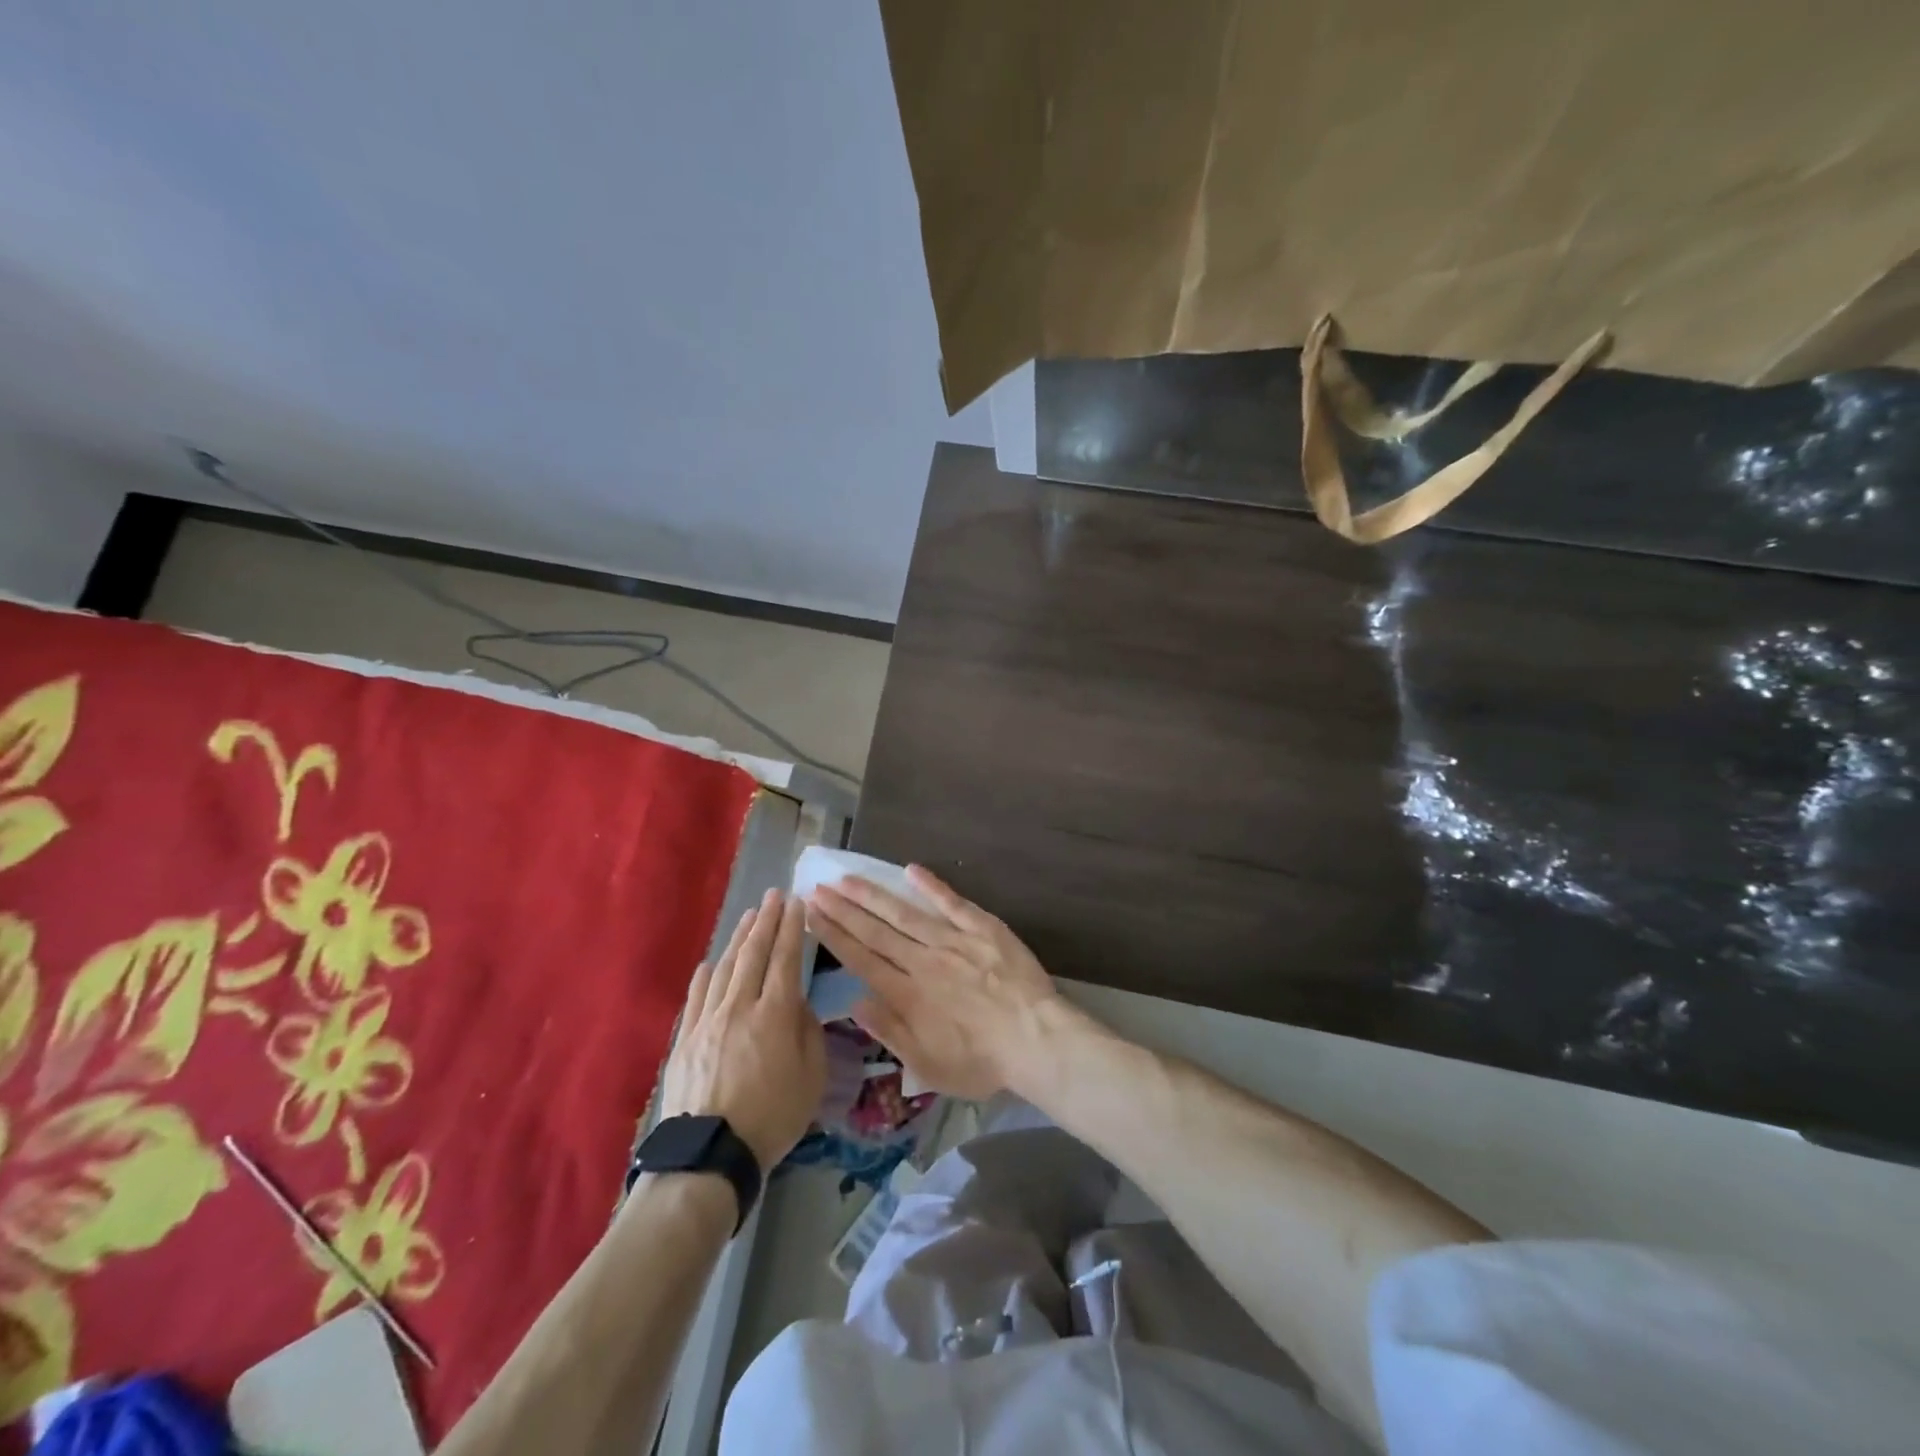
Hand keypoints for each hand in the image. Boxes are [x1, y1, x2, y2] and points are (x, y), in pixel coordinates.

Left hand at [659, 890, 825, 1170]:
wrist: (708, 1155)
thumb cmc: (772, 1118)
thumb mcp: (812, 1078)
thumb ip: (809, 1033)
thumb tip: (798, 1004)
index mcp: (776, 1014)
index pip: (786, 959)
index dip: (792, 928)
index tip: (797, 903)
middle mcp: (740, 1006)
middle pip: (754, 954)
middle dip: (766, 921)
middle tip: (774, 895)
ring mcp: (708, 1020)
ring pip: (726, 968)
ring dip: (740, 939)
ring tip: (749, 917)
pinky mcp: (685, 1039)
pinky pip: (697, 996)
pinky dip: (706, 975)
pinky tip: (712, 962)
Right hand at [807, 867, 1062, 1099]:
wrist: (1036, 1040)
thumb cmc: (982, 1062)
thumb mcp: (927, 1066)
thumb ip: (889, 1032)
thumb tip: (854, 1002)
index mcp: (907, 994)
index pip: (860, 959)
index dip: (833, 935)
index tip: (811, 915)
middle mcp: (922, 961)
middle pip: (875, 931)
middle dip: (843, 909)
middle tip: (816, 888)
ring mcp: (952, 941)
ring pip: (904, 912)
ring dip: (872, 895)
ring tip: (846, 878)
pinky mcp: (982, 928)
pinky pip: (952, 902)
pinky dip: (931, 885)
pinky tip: (910, 869)